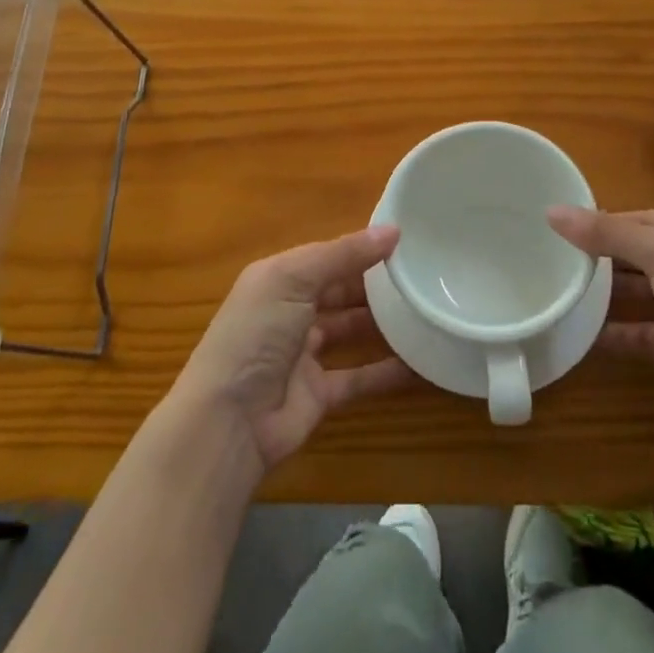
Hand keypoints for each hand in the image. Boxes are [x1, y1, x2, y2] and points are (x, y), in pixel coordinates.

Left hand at [167, 225, 412, 474]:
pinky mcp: (318, 395)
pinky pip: (359, 377)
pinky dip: (387, 371)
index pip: (326, 256)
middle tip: (420, 273)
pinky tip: (420, 362)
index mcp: (279, 278)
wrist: (228, 422)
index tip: (405, 239)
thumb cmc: (256, 334)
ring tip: (424, 308)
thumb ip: (344, 254)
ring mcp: (304, 355)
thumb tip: (393, 230)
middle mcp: (290, 311)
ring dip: (383, 323)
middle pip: (340, 290)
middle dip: (374, 283)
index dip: (360, 247)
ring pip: (350, 330)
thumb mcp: (295, 279)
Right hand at [548, 207, 653, 451]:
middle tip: (552, 254)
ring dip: (603, 292)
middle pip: (635, 254)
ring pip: (634, 292)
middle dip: (599, 254)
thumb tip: (553, 211)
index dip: (602, 219)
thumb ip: (609, 233)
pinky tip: (578, 330)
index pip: (638, 218)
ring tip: (559, 286)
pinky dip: (610, 332)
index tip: (558, 224)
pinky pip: (635, 334)